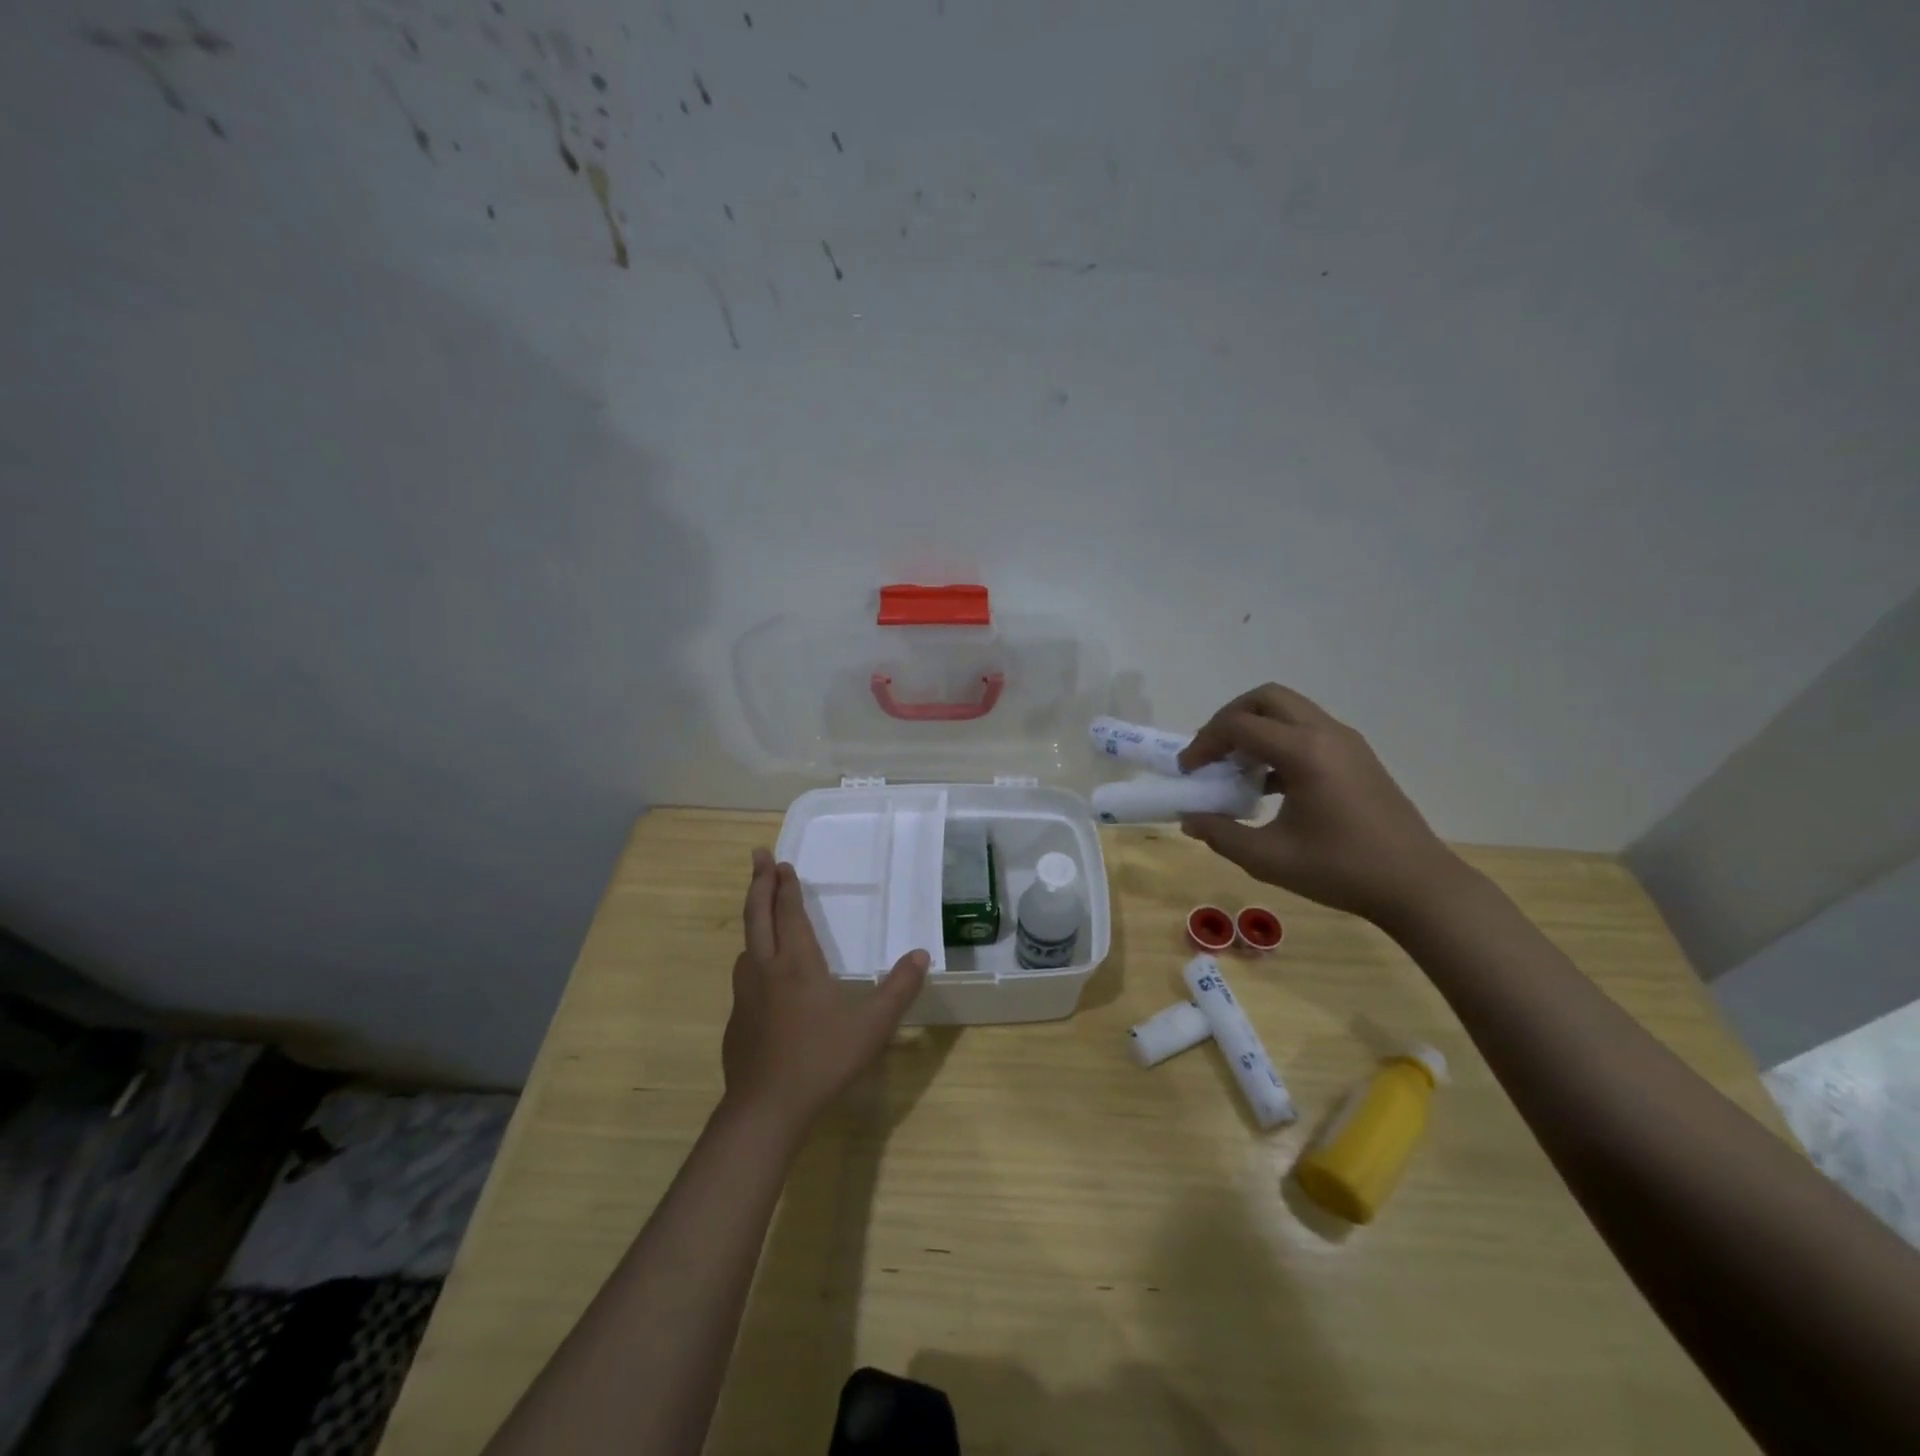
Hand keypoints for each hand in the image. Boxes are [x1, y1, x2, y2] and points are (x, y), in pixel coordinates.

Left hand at [720, 849, 930, 1135]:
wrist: (766, 1109)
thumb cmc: (822, 1059)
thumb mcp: (872, 1025)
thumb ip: (899, 989)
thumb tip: (921, 955)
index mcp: (796, 963)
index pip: (789, 913)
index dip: (786, 887)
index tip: (780, 863)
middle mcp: (765, 969)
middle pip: (757, 916)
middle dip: (759, 884)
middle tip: (758, 857)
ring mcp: (744, 996)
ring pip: (746, 946)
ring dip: (753, 920)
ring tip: (762, 913)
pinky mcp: (735, 1021)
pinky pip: (744, 975)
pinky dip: (752, 956)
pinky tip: (762, 976)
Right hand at [1176, 684, 1462, 924]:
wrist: (1417, 886)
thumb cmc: (1341, 870)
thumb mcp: (1268, 858)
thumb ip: (1221, 834)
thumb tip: (1190, 818)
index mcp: (1305, 752)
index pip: (1239, 726)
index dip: (1205, 743)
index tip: (1188, 771)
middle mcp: (1326, 734)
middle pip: (1266, 698)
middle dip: (1230, 718)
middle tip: (1211, 752)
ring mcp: (1347, 742)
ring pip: (1289, 710)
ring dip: (1256, 728)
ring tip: (1236, 767)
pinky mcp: (1357, 756)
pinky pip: (1307, 729)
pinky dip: (1279, 741)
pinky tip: (1269, 783)